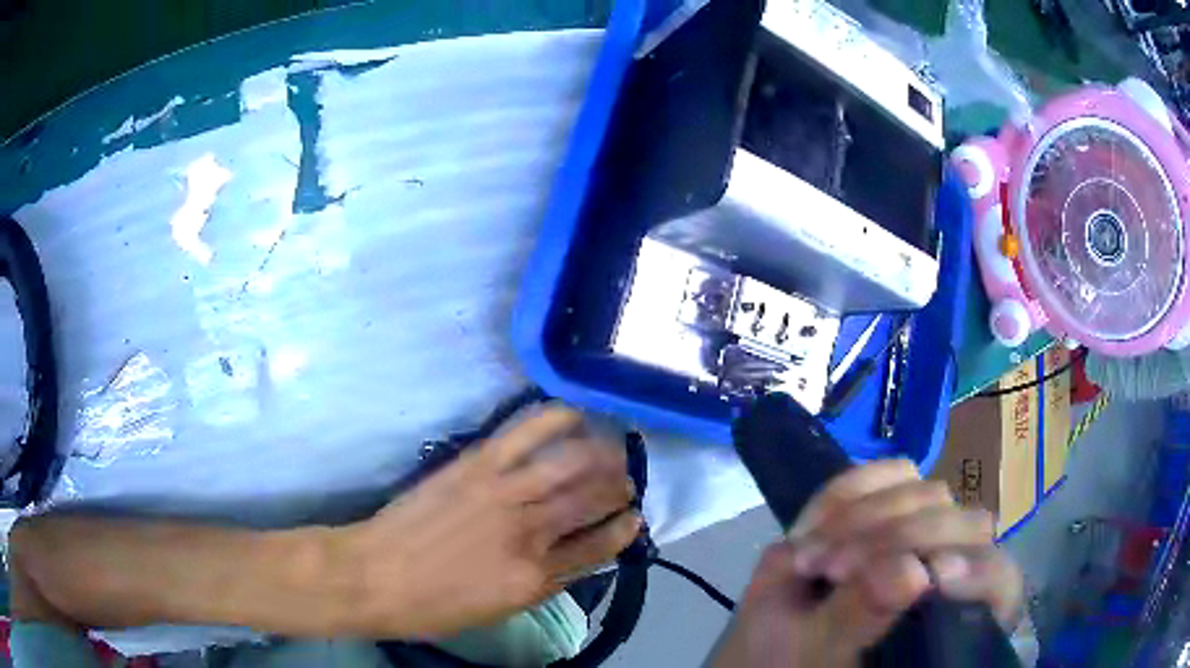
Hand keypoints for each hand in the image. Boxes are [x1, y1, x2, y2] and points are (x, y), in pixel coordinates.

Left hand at [346, 406, 640, 638]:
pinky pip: (527, 432)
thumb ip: (542, 585)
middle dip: (620, 489)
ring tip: (612, 451)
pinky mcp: (478, 464)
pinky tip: (575, 416)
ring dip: (603, 456)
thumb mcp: (498, 611)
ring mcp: (505, 493)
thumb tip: (572, 559)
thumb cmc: (434, 607)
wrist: (376, 577)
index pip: (599, 548)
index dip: (622, 531)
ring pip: (574, 465)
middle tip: (626, 481)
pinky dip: (557, 418)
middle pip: (593, 502)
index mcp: (537, 577)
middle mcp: (532, 532)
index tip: (634, 519)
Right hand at [707, 460, 1022, 667]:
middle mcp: (953, 565)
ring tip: (812, 558)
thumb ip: (864, 616)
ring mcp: (926, 530)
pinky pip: (885, 474)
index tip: (928, 579)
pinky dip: (846, 493)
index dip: (978, 574)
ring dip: (863, 518)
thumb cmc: (796, 662)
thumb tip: (911, 571)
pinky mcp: (893, 506)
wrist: (774, 645)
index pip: (999, 581)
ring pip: (925, 492)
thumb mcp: (820, 652)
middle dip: (894, 539)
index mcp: (955, 615)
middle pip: (961, 524)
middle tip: (831, 569)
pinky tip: (812, 528)